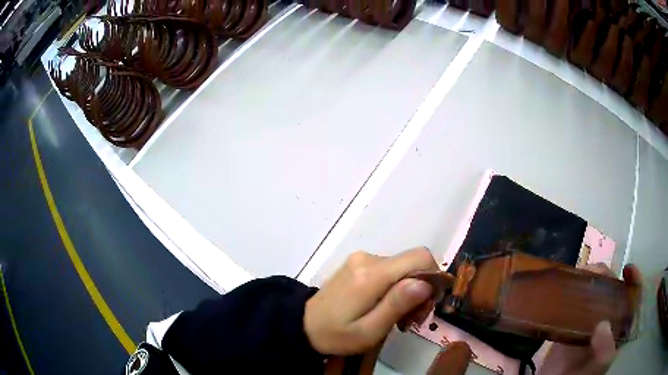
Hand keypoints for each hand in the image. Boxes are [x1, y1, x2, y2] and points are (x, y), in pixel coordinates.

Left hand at [304, 247, 439, 354]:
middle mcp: (368, 258)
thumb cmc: (337, 335)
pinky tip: (387, 306)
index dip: (433, 277)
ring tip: (399, 317)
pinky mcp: (359, 262)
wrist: (304, 325)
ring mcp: (362, 258)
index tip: (428, 304)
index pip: (419, 257)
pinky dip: (397, 286)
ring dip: (410, 289)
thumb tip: (426, 283)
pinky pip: (391, 268)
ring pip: (403, 266)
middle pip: (413, 262)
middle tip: (413, 318)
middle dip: (422, 288)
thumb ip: (397, 305)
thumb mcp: (369, 331)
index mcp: (371, 275)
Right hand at [539, 263, 641, 374]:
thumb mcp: (598, 368)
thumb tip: (603, 325)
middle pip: (614, 292)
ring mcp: (590, 323)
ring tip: (582, 275)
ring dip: (591, 282)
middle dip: (608, 277)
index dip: (634, 281)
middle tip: (596, 272)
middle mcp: (608, 322)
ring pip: (595, 295)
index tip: (627, 269)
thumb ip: (605, 351)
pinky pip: (576, 304)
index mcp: (619, 329)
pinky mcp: (573, 325)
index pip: (633, 299)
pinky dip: (574, 292)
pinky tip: (569, 287)